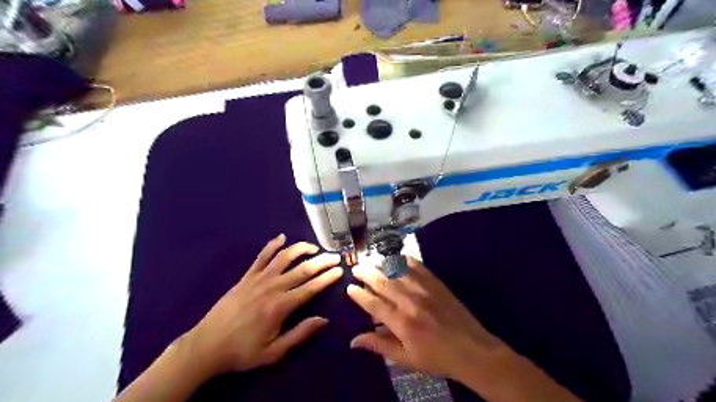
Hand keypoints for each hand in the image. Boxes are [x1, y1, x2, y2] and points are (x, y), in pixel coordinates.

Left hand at [183, 234, 341, 374]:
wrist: (207, 345)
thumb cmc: (243, 351)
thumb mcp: (274, 351)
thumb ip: (300, 334)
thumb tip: (323, 319)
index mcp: (281, 306)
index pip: (311, 287)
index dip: (327, 278)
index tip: (340, 270)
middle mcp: (272, 287)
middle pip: (303, 269)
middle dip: (322, 261)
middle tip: (335, 256)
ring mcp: (258, 279)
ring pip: (284, 257)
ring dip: (301, 249)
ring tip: (314, 247)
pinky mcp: (246, 277)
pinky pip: (261, 256)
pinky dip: (272, 245)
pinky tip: (281, 237)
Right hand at [348, 257, 508, 382]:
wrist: (472, 349)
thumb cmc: (436, 357)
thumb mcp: (406, 359)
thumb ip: (379, 345)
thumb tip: (353, 341)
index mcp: (401, 322)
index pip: (373, 304)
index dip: (359, 295)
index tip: (349, 287)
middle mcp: (410, 301)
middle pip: (383, 282)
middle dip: (366, 274)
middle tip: (356, 268)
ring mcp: (424, 289)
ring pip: (397, 271)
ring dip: (382, 264)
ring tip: (371, 261)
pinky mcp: (436, 283)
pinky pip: (417, 266)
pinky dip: (404, 260)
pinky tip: (396, 257)